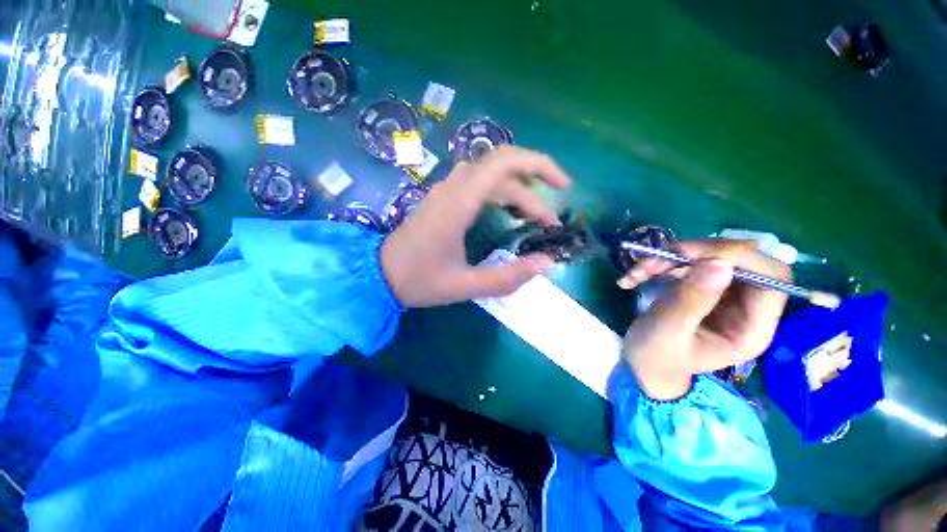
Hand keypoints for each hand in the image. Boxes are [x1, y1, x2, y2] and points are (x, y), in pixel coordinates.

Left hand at [380, 146, 570, 307]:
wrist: (379, 274)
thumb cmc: (419, 280)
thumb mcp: (465, 286)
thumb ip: (507, 277)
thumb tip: (545, 263)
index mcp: (459, 202)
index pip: (505, 162)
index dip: (540, 166)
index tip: (563, 189)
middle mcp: (454, 187)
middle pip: (503, 167)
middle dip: (535, 185)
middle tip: (550, 220)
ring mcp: (447, 190)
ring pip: (491, 176)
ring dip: (518, 191)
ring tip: (535, 218)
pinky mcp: (444, 199)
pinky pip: (479, 185)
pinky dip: (502, 194)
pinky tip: (510, 213)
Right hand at [619, 240, 790, 399]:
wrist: (643, 363)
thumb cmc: (656, 357)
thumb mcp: (667, 332)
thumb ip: (690, 301)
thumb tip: (719, 263)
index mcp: (751, 329)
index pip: (771, 279)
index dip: (740, 258)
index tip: (690, 255)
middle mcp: (747, 308)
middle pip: (743, 261)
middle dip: (698, 253)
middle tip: (657, 260)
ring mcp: (725, 295)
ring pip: (713, 256)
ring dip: (673, 256)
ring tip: (639, 271)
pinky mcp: (703, 287)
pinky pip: (690, 261)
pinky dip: (662, 262)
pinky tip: (636, 275)